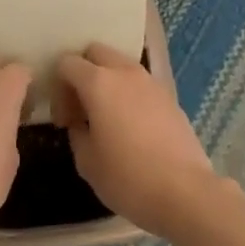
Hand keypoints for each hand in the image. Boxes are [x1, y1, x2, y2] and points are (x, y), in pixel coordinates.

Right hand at [54, 43, 218, 238]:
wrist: (186, 193)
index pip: (67, 63)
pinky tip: (131, 125)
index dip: (58, 88)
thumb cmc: (128, 178)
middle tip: (81, 107)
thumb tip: (80, 124)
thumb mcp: (87, 162)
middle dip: (82, 73)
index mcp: (98, 83)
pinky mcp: (169, 97)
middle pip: (95, 52)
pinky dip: (128, 93)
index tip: (64, 120)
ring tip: (107, 116)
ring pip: (120, 64)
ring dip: (107, 81)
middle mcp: (124, 73)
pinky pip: (140, 83)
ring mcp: (151, 82)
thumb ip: (76, 133)